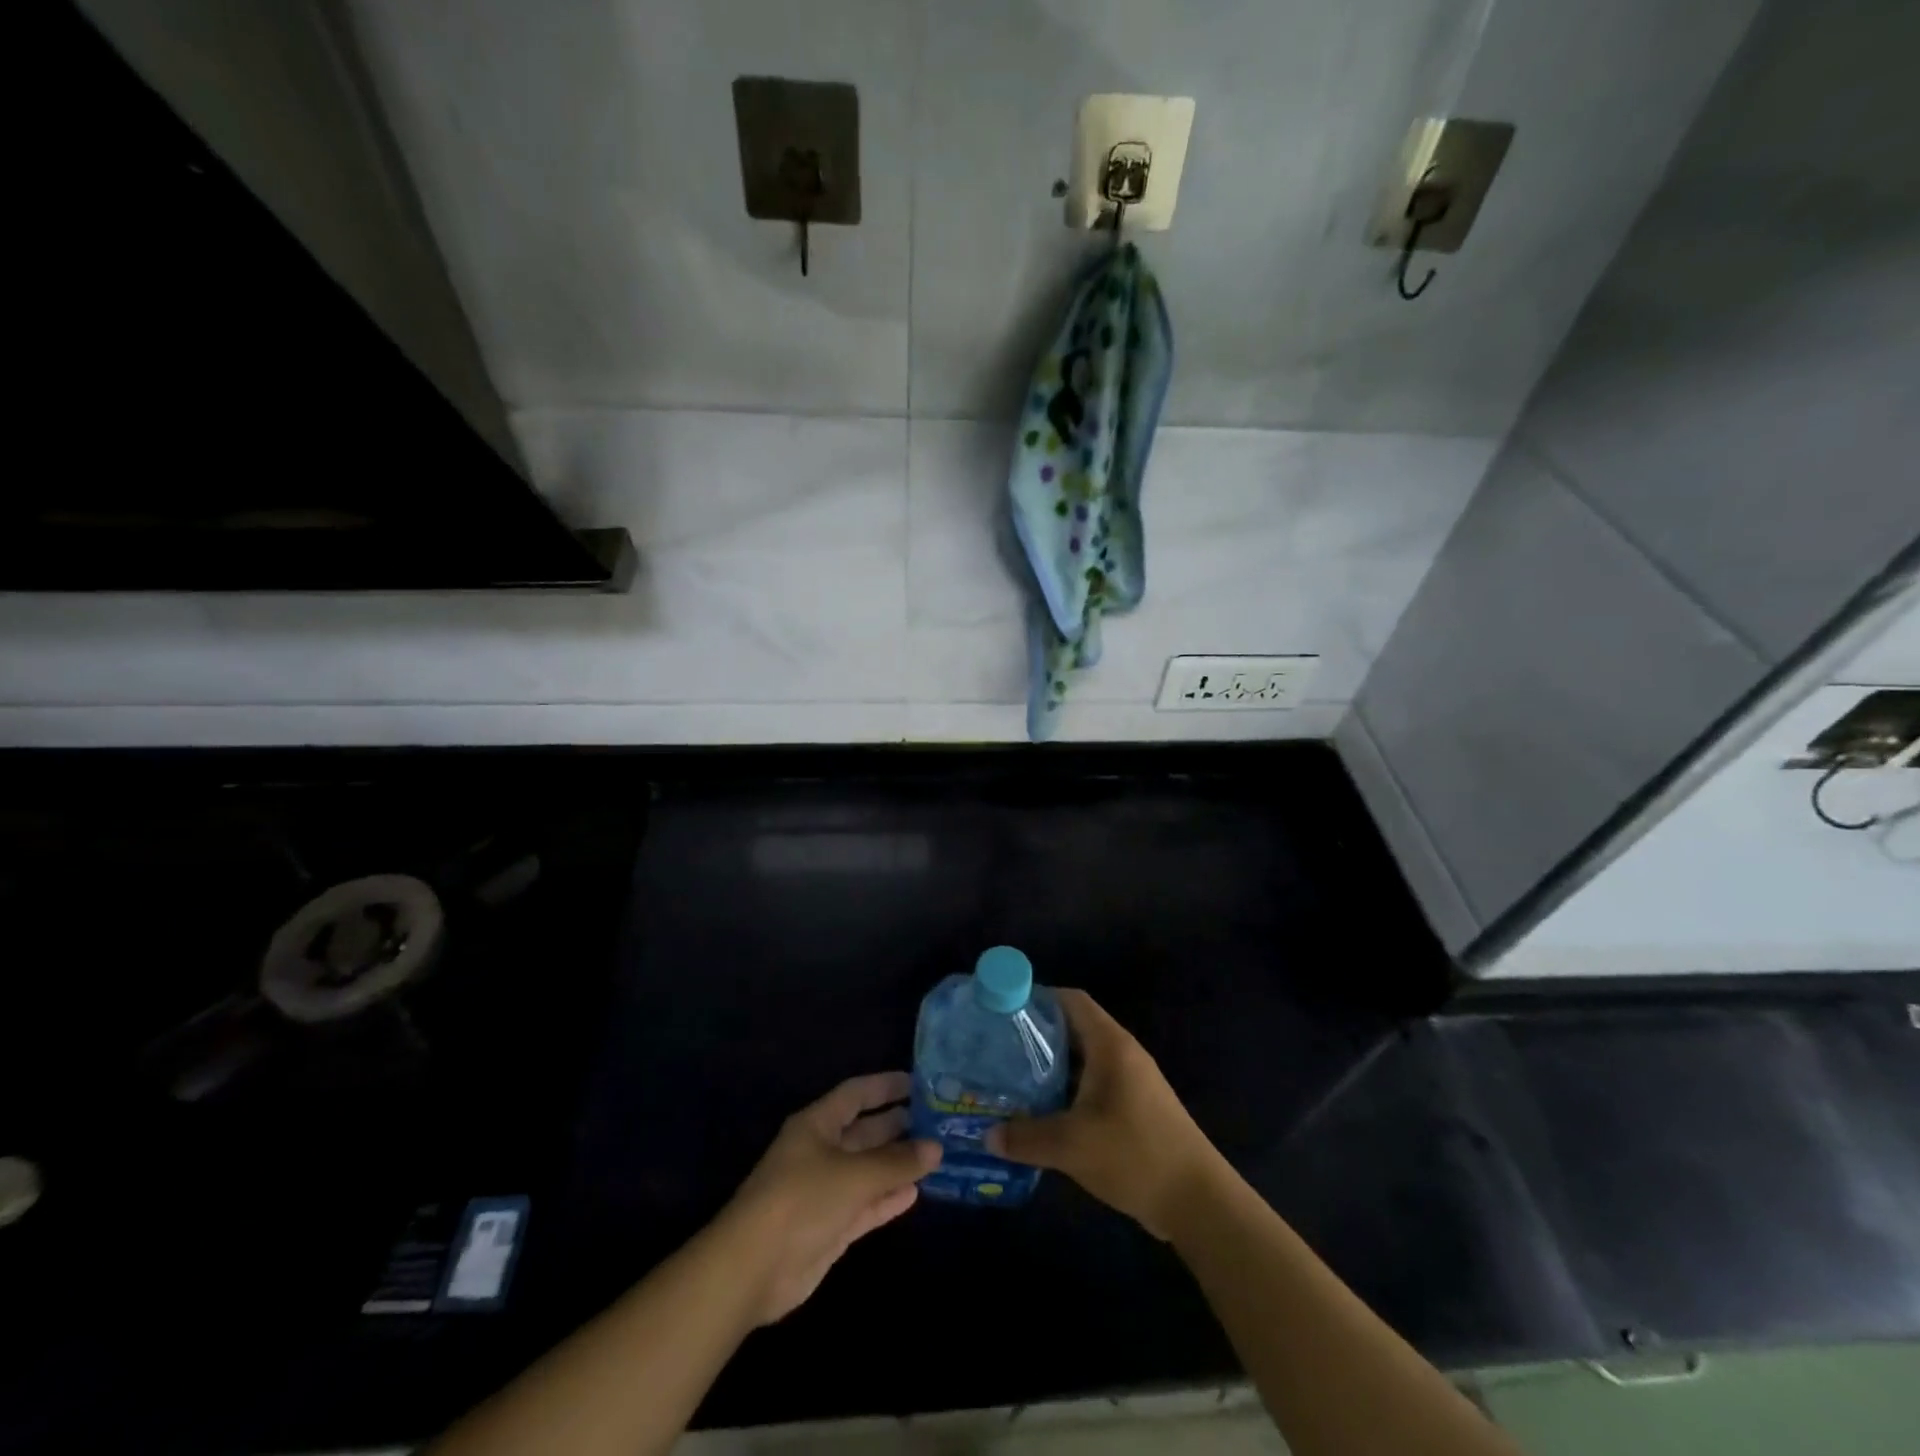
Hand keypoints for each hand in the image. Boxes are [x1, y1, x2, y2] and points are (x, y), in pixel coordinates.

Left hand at [720, 1072, 940, 1324]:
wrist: (753, 1268)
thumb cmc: (802, 1200)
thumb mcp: (855, 1175)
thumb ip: (897, 1162)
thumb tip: (935, 1147)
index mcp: (817, 1125)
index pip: (856, 1094)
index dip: (884, 1086)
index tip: (918, 1083)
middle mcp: (820, 1152)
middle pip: (863, 1131)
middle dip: (896, 1125)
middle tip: (935, 1121)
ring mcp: (824, 1191)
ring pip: (867, 1170)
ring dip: (896, 1164)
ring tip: (935, 1155)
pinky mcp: (828, 1227)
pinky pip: (864, 1205)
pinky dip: (887, 1199)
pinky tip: (915, 1194)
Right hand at [986, 990, 1221, 1238]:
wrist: (1198, 1201)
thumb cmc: (1135, 1154)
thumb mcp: (1072, 1145)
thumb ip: (1026, 1138)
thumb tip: (987, 1136)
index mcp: (1110, 1044)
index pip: (1071, 1001)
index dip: (1038, 998)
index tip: (1004, 1011)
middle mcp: (1122, 1054)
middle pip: (1073, 1029)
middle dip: (1036, 1037)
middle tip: (998, 1050)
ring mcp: (1131, 1082)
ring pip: (1082, 1061)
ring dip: (1050, 1069)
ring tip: (1011, 1081)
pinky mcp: (1134, 1109)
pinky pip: (1093, 1087)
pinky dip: (1067, 1093)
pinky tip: (1042, 1115)